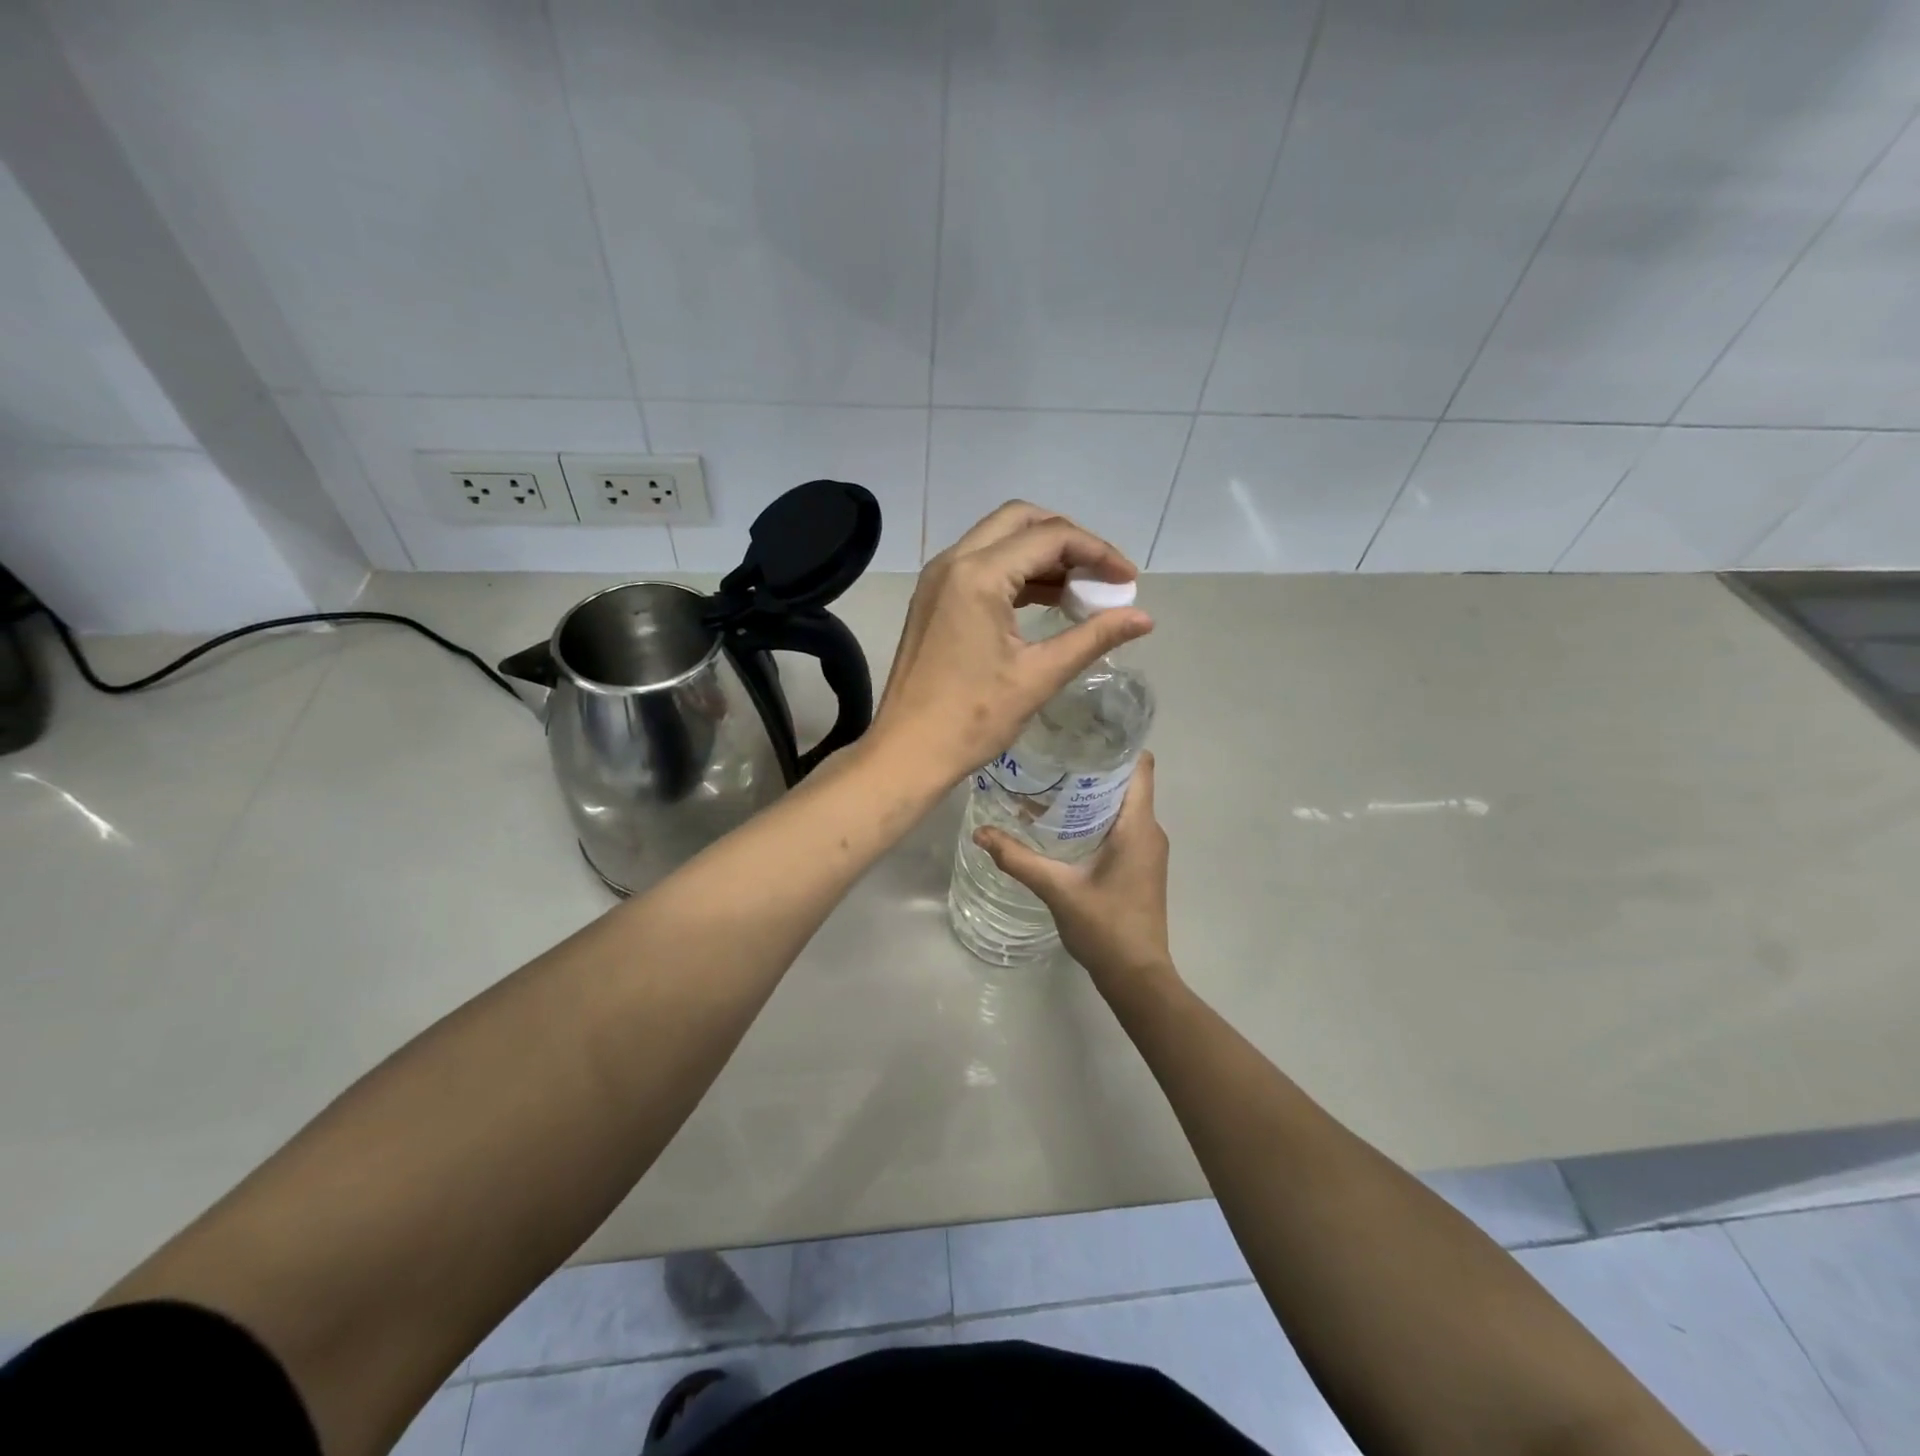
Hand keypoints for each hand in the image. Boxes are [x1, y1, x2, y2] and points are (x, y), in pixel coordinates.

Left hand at [872, 502, 1151, 781]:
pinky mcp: (932, 599)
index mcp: (978, 575)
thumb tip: (1144, 618)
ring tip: (1081, 591)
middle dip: (1068, 540)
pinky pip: (981, 566)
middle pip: (1020, 520)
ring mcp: (937, 579)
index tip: (1127, 580)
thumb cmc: (973, 718)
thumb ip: (1094, 638)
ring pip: (999, 540)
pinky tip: (1047, 602)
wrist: (908, 752)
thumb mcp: (1039, 676)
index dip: (1097, 552)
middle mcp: (953, 562)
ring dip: (1041, 556)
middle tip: (1101, 574)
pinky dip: (1016, 574)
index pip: (1050, 537)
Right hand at [974, 752, 1175, 993]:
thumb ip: (1018, 859)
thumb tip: (980, 833)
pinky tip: (1061, 824)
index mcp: (1138, 826)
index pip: (1140, 766)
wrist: (1137, 976)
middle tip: (1050, 756)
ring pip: (1123, 805)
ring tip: (1049, 784)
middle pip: (1126, 782)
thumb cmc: (1105, 927)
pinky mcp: (1140, 865)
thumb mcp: (1057, 890)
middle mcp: (1150, 831)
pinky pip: (1121, 826)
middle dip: (1092, 767)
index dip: (1116, 745)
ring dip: (1091, 794)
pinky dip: (1096, 817)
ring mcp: (1148, 849)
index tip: (1080, 734)